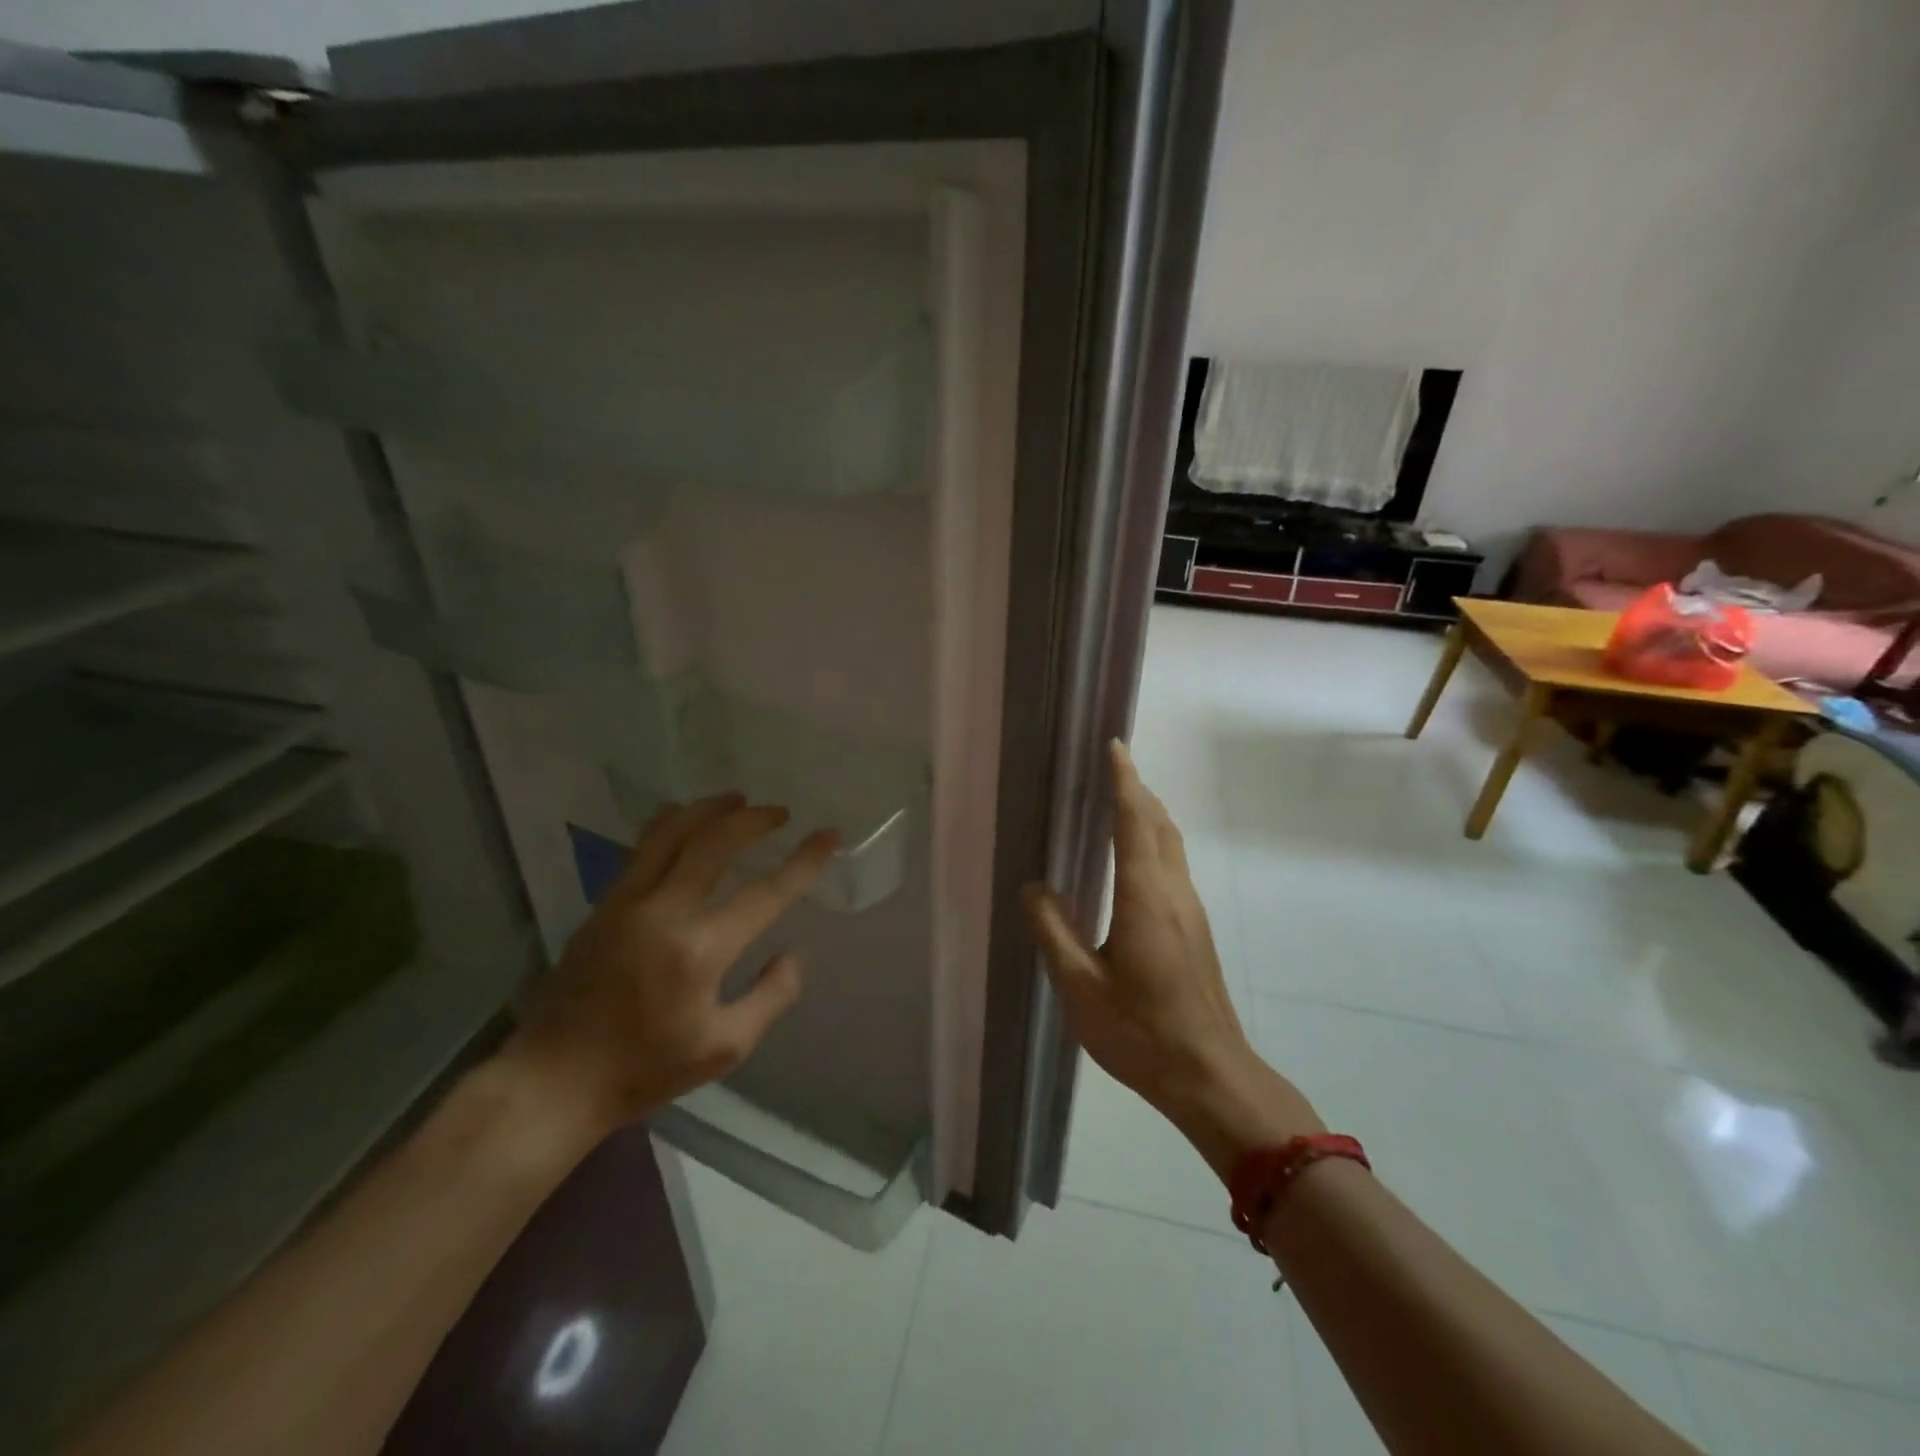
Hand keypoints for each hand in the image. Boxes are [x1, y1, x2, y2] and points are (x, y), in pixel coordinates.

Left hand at [507, 793, 837, 1129]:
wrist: (555, 1079)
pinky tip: (686, 820)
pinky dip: (672, 824)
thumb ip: (771, 997)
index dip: (804, 860)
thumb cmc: (646, 1068)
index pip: (765, 892)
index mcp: (699, 951)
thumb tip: (794, 954)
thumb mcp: (725, 1048)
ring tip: (737, 800)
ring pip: (671, 831)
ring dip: (709, 808)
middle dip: (754, 819)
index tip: (828, 835)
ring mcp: (626, 902)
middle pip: (714, 841)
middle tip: (780, 813)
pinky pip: (643, 847)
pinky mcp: (603, 904)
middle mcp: (663, 912)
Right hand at [1022, 741, 1320, 1180]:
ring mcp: (1191, 911)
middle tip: (1111, 766)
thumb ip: (1054, 931)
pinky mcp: (1195, 929)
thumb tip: (1032, 886)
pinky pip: (1173, 865)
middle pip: (1160, 824)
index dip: (1124, 781)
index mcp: (1145, 898)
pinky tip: (1135, 858)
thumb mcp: (1081, 987)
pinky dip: (1154, 840)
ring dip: (1149, 813)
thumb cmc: (1141, 1033)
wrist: (1211, 1076)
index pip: (1135, 822)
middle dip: (1138, 789)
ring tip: (1121, 799)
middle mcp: (1174, 893)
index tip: (1115, 746)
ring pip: (1172, 844)